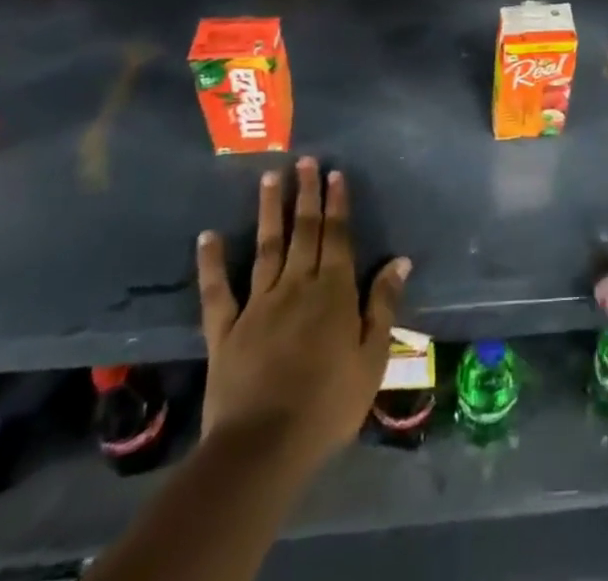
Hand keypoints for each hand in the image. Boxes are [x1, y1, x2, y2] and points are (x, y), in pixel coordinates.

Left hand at [194, 158, 410, 472]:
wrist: (263, 447)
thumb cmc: (328, 405)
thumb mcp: (372, 358)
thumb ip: (383, 305)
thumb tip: (399, 260)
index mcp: (333, 292)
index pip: (337, 237)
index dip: (337, 204)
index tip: (334, 173)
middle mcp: (296, 286)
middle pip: (304, 232)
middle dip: (306, 194)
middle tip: (305, 160)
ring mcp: (258, 305)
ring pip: (267, 247)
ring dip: (270, 210)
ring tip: (270, 177)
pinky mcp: (225, 330)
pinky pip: (217, 291)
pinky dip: (212, 262)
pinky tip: (208, 236)